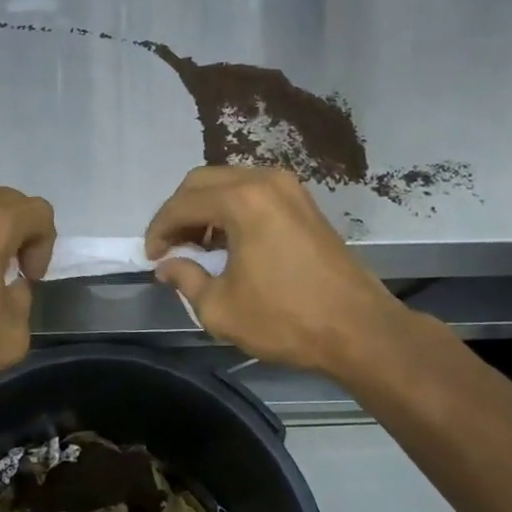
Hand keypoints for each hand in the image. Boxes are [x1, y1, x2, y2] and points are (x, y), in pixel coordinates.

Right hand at [146, 166, 410, 377]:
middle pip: (202, 181)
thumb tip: (167, 265)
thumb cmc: (286, 319)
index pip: (182, 203)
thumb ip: (185, 279)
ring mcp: (289, 188)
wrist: (360, 330)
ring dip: (205, 208)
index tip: (150, 257)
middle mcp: (264, 181)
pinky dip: (231, 209)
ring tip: (196, 246)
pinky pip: (253, 192)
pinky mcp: (304, 202)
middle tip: (169, 246)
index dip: (159, 229)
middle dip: (179, 212)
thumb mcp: (221, 308)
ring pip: (229, 183)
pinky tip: (228, 242)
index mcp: (242, 200)